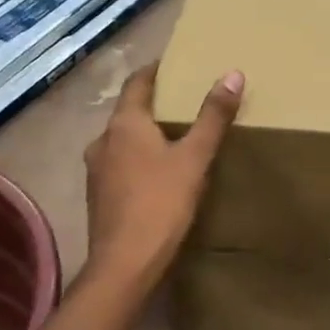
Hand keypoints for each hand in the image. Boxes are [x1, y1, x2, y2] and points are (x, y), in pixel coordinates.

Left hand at [83, 62, 241, 294]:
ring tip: (174, 137)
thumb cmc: (160, 204)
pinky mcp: (98, 196)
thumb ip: (213, 117)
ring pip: (122, 140)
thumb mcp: (195, 158)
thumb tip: (232, 74)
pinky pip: (120, 164)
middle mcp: (103, 141)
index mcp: (124, 125)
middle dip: (154, 105)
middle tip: (184, 102)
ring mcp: (96, 171)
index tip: (175, 64)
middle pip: (129, 112)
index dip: (155, 71)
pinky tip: (158, 173)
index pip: (137, 83)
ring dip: (145, 134)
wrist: (124, 265)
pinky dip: (138, 159)